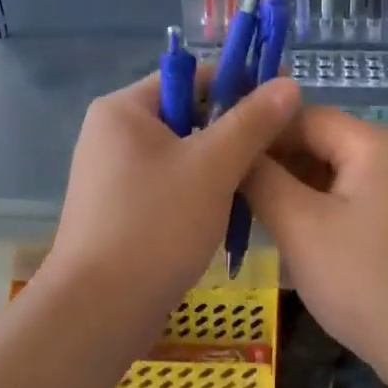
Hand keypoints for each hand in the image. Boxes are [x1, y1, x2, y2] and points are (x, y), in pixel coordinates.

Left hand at [42, 70, 301, 323]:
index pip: (191, 77)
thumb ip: (252, 122)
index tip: (284, 100)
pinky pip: (170, 185)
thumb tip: (288, 84)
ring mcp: (113, 175)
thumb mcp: (213, 167)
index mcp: (124, 109)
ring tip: (259, 184)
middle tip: (278, 149)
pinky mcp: (120, 211)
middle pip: (187, 115)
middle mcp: (112, 134)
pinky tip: (228, 214)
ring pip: (182, 155)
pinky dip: (200, 193)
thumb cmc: (155, 226)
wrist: (99, 311)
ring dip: (220, 166)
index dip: (240, 84)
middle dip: (233, 131)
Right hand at [244, 107, 387, 378]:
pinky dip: (316, 204)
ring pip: (332, 169)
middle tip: (227, 184)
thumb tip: (236, 150)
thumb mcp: (300, 227)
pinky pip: (349, 194)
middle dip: (273, 160)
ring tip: (247, 206)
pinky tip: (286, 226)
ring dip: (291, 185)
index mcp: (375, 143)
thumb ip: (262, 179)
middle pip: (319, 140)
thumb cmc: (363, 281)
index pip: (302, 115)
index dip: (258, 131)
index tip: (219, 154)